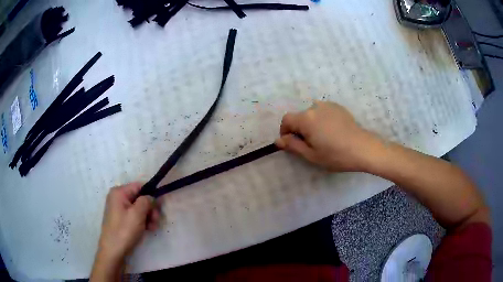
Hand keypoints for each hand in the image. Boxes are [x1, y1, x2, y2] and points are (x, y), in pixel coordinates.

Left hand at [91, 183, 159, 280]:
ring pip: (139, 208)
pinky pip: (134, 215)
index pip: (139, 186)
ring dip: (148, 216)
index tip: (160, 207)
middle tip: (156, 220)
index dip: (151, 194)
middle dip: (150, 208)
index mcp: (119, 192)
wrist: (113, 251)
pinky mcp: (121, 219)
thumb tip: (152, 197)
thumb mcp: (137, 214)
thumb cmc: (124, 230)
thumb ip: (146, 201)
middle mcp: (118, 198)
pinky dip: (142, 221)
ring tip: (153, 227)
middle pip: (139, 197)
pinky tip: (148, 229)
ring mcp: (119, 209)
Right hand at [275, 101, 380, 171]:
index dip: (285, 131)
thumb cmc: (336, 155)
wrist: (363, 148)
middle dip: (299, 129)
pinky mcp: (338, 107)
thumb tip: (278, 140)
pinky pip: (323, 112)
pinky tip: (332, 131)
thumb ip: (293, 146)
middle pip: (299, 116)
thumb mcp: (311, 155)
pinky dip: (321, 120)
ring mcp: (328, 105)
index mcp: (306, 118)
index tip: (292, 143)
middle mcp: (315, 107)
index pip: (286, 120)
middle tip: (310, 144)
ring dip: (311, 124)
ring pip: (311, 114)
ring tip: (323, 138)